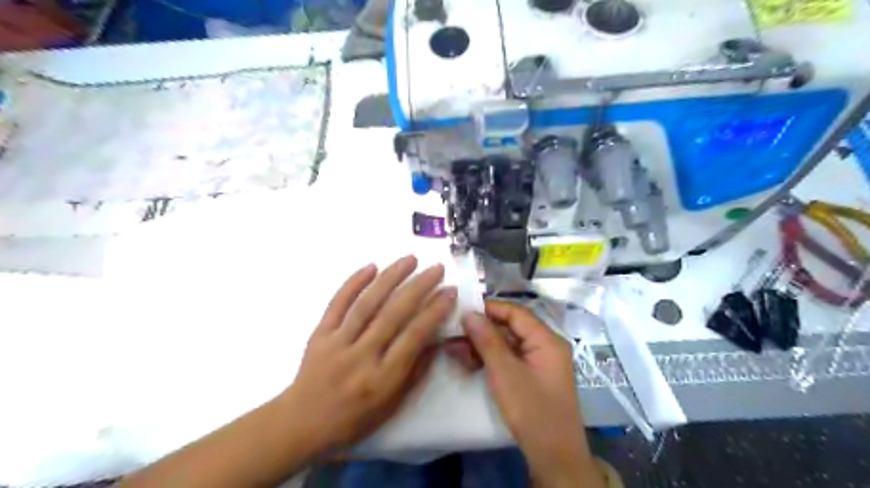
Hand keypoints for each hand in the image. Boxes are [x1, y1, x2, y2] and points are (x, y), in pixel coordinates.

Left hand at [280, 257, 456, 454]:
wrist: (302, 423)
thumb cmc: (354, 418)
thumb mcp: (393, 404)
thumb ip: (416, 371)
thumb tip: (435, 339)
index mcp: (383, 378)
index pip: (414, 336)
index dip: (435, 311)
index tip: (449, 291)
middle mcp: (361, 356)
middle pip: (394, 314)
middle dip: (419, 286)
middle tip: (436, 268)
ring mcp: (338, 342)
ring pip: (367, 303)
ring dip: (391, 277)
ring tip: (410, 259)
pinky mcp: (320, 333)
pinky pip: (337, 303)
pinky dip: (353, 282)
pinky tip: (371, 266)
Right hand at [462, 302, 607, 487]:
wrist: (555, 458)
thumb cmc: (532, 411)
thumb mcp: (505, 373)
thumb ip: (487, 340)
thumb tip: (469, 313)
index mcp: (547, 340)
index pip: (515, 312)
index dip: (489, 309)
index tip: (462, 311)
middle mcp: (546, 346)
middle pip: (510, 328)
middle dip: (481, 330)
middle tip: (453, 334)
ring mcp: (539, 363)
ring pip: (507, 344)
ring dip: (482, 346)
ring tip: (454, 350)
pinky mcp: (532, 377)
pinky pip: (509, 359)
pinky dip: (490, 359)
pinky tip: (468, 362)